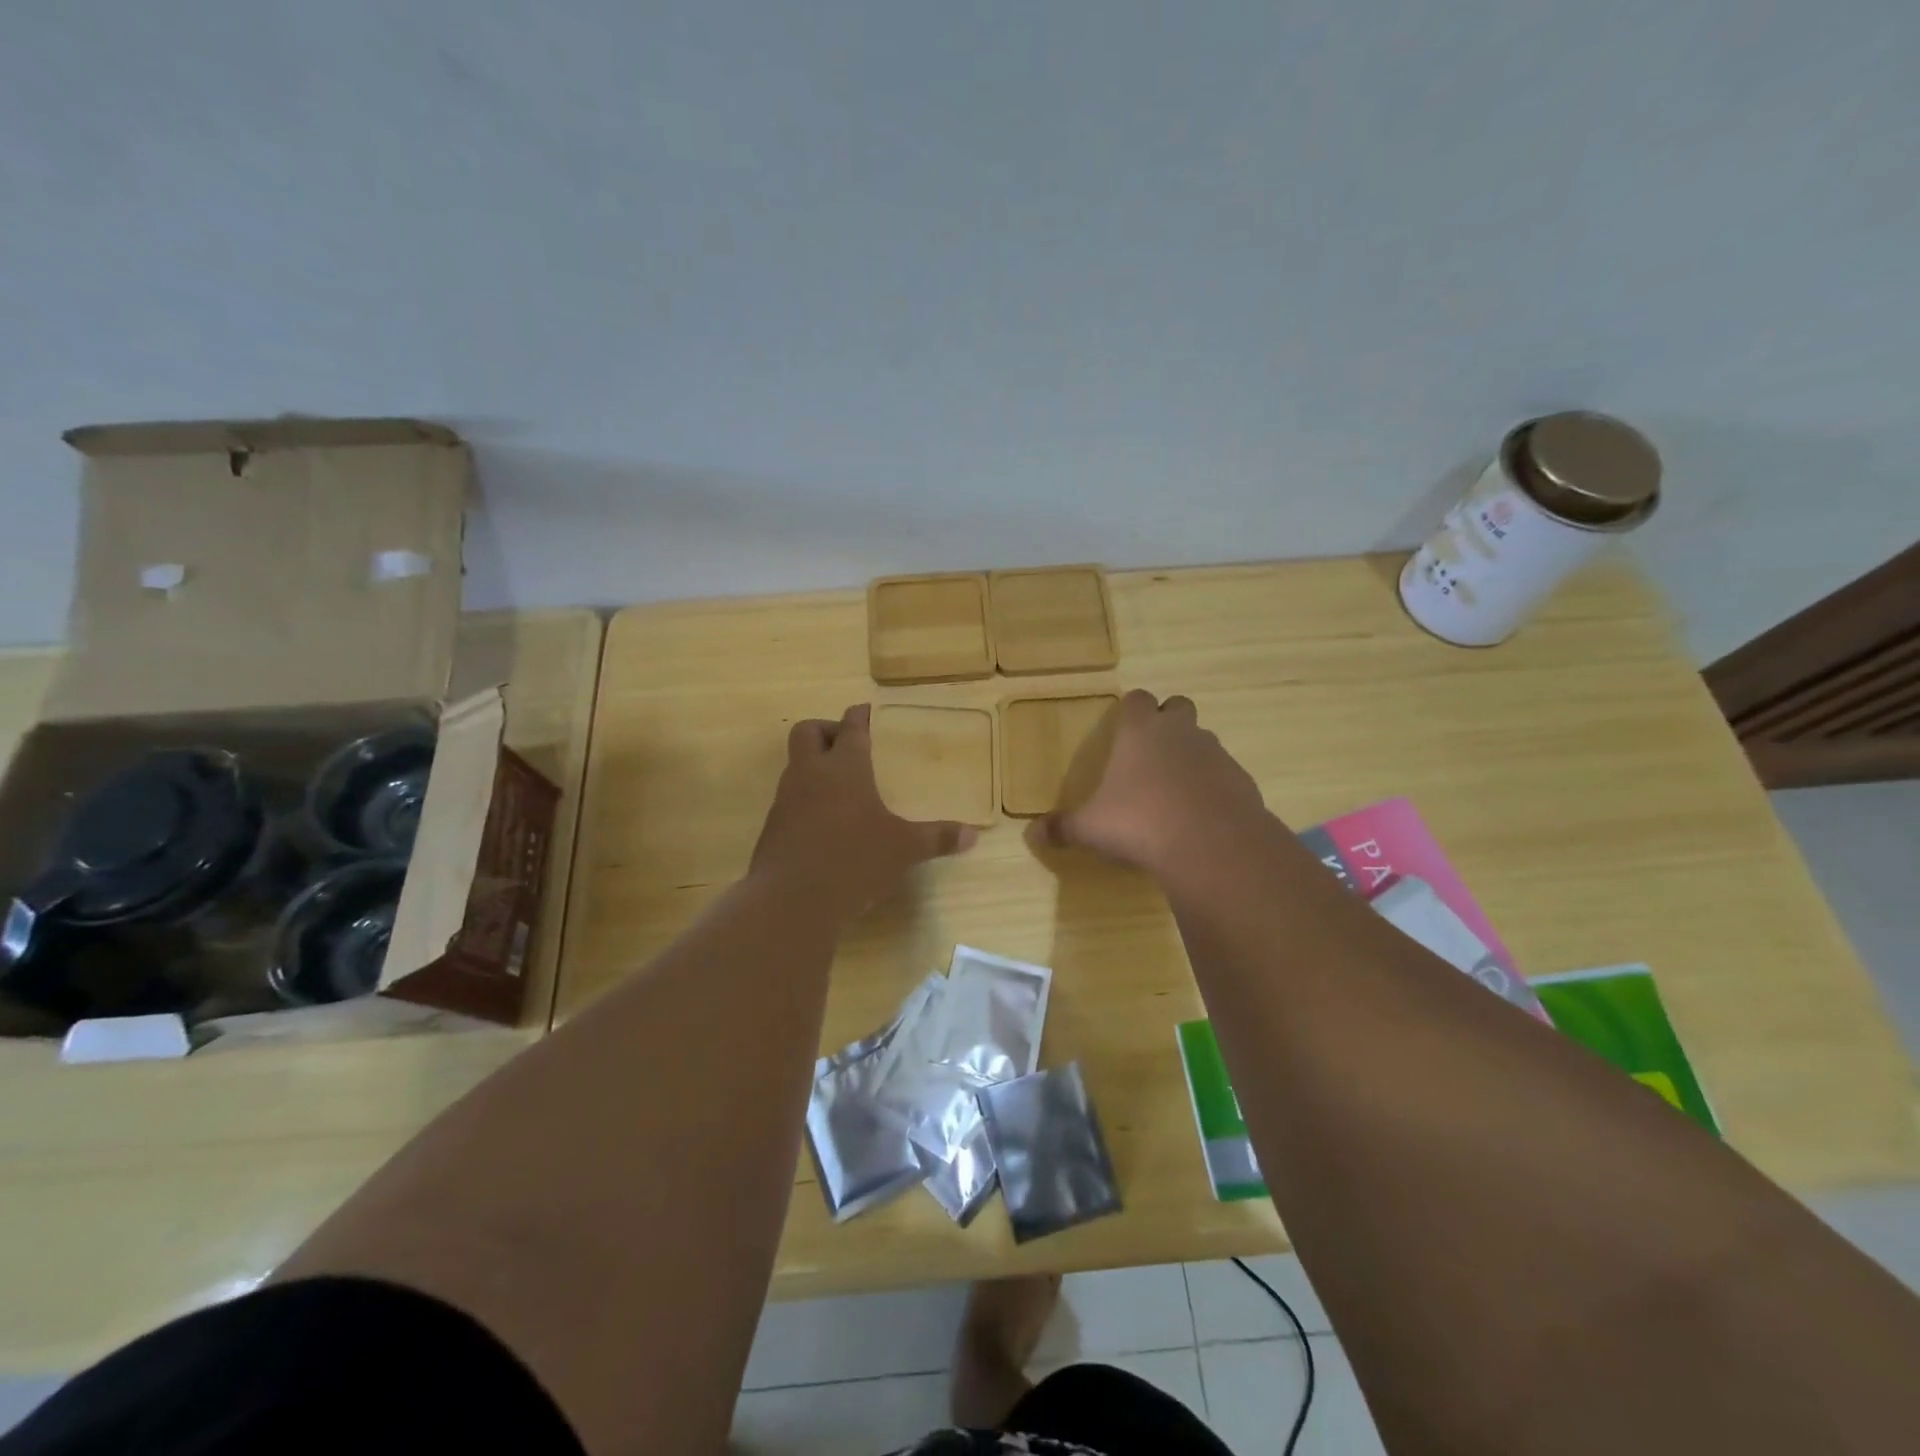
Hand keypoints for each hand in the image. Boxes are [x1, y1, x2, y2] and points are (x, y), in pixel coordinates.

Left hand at [751, 704, 977, 920]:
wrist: (791, 899)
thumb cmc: (854, 859)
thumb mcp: (904, 849)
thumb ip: (937, 838)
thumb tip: (973, 836)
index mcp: (845, 767)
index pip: (851, 726)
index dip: (860, 715)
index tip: (869, 711)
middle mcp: (811, 773)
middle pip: (808, 731)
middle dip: (826, 730)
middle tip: (849, 747)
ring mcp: (786, 799)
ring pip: (796, 765)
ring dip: (815, 767)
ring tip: (843, 789)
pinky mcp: (773, 826)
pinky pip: (790, 799)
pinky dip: (806, 800)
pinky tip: (826, 824)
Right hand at [1028, 690, 1270, 880]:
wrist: (1213, 846)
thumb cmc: (1140, 823)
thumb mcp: (1091, 829)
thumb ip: (1063, 828)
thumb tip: (1034, 833)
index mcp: (1140, 731)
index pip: (1136, 699)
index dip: (1129, 710)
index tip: (1121, 729)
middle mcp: (1180, 732)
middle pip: (1177, 706)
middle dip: (1166, 722)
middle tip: (1150, 754)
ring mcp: (1215, 753)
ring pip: (1202, 739)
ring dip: (1190, 754)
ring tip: (1173, 790)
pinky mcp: (1241, 779)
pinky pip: (1223, 772)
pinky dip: (1212, 785)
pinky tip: (1199, 815)